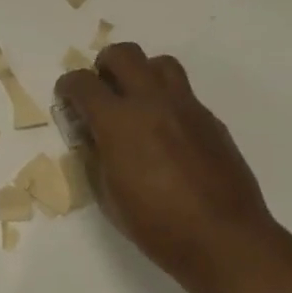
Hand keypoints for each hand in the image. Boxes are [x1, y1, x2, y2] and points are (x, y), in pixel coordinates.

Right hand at [55, 43, 283, 292]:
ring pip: (160, 63)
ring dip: (142, 73)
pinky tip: (166, 131)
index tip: (67, 98)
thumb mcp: (109, 197)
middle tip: (102, 89)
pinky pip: (184, 93)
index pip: (83, 83)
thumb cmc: (157, 226)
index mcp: (119, 122)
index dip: (68, 86)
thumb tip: (92, 136)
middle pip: (124, 54)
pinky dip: (167, 100)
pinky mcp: (211, 120)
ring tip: (137, 100)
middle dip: (105, 65)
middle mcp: (152, 102)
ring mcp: (186, 107)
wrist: (224, 238)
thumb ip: (96, 157)